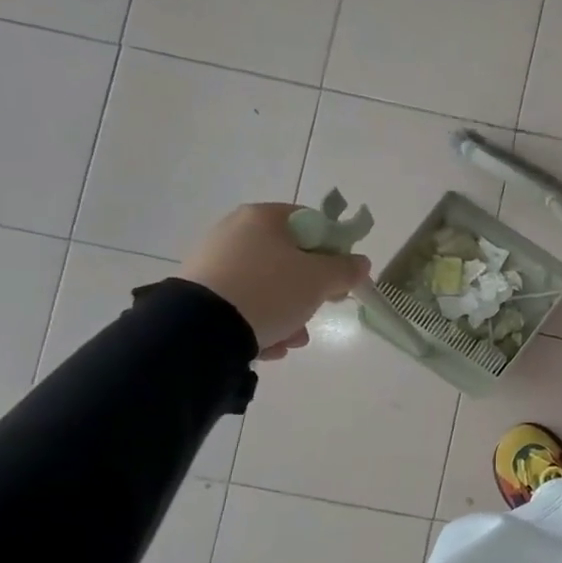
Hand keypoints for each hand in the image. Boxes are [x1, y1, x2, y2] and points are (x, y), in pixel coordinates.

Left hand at [178, 203, 369, 359]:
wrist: (201, 330)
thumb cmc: (269, 291)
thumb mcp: (320, 279)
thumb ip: (347, 269)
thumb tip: (360, 263)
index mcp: (263, 218)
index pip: (311, 223)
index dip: (334, 249)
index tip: (341, 276)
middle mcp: (234, 233)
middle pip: (290, 259)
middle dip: (310, 291)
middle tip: (320, 308)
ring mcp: (214, 264)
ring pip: (268, 287)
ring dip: (289, 314)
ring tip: (292, 339)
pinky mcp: (201, 295)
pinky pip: (244, 305)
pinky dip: (260, 323)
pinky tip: (268, 344)